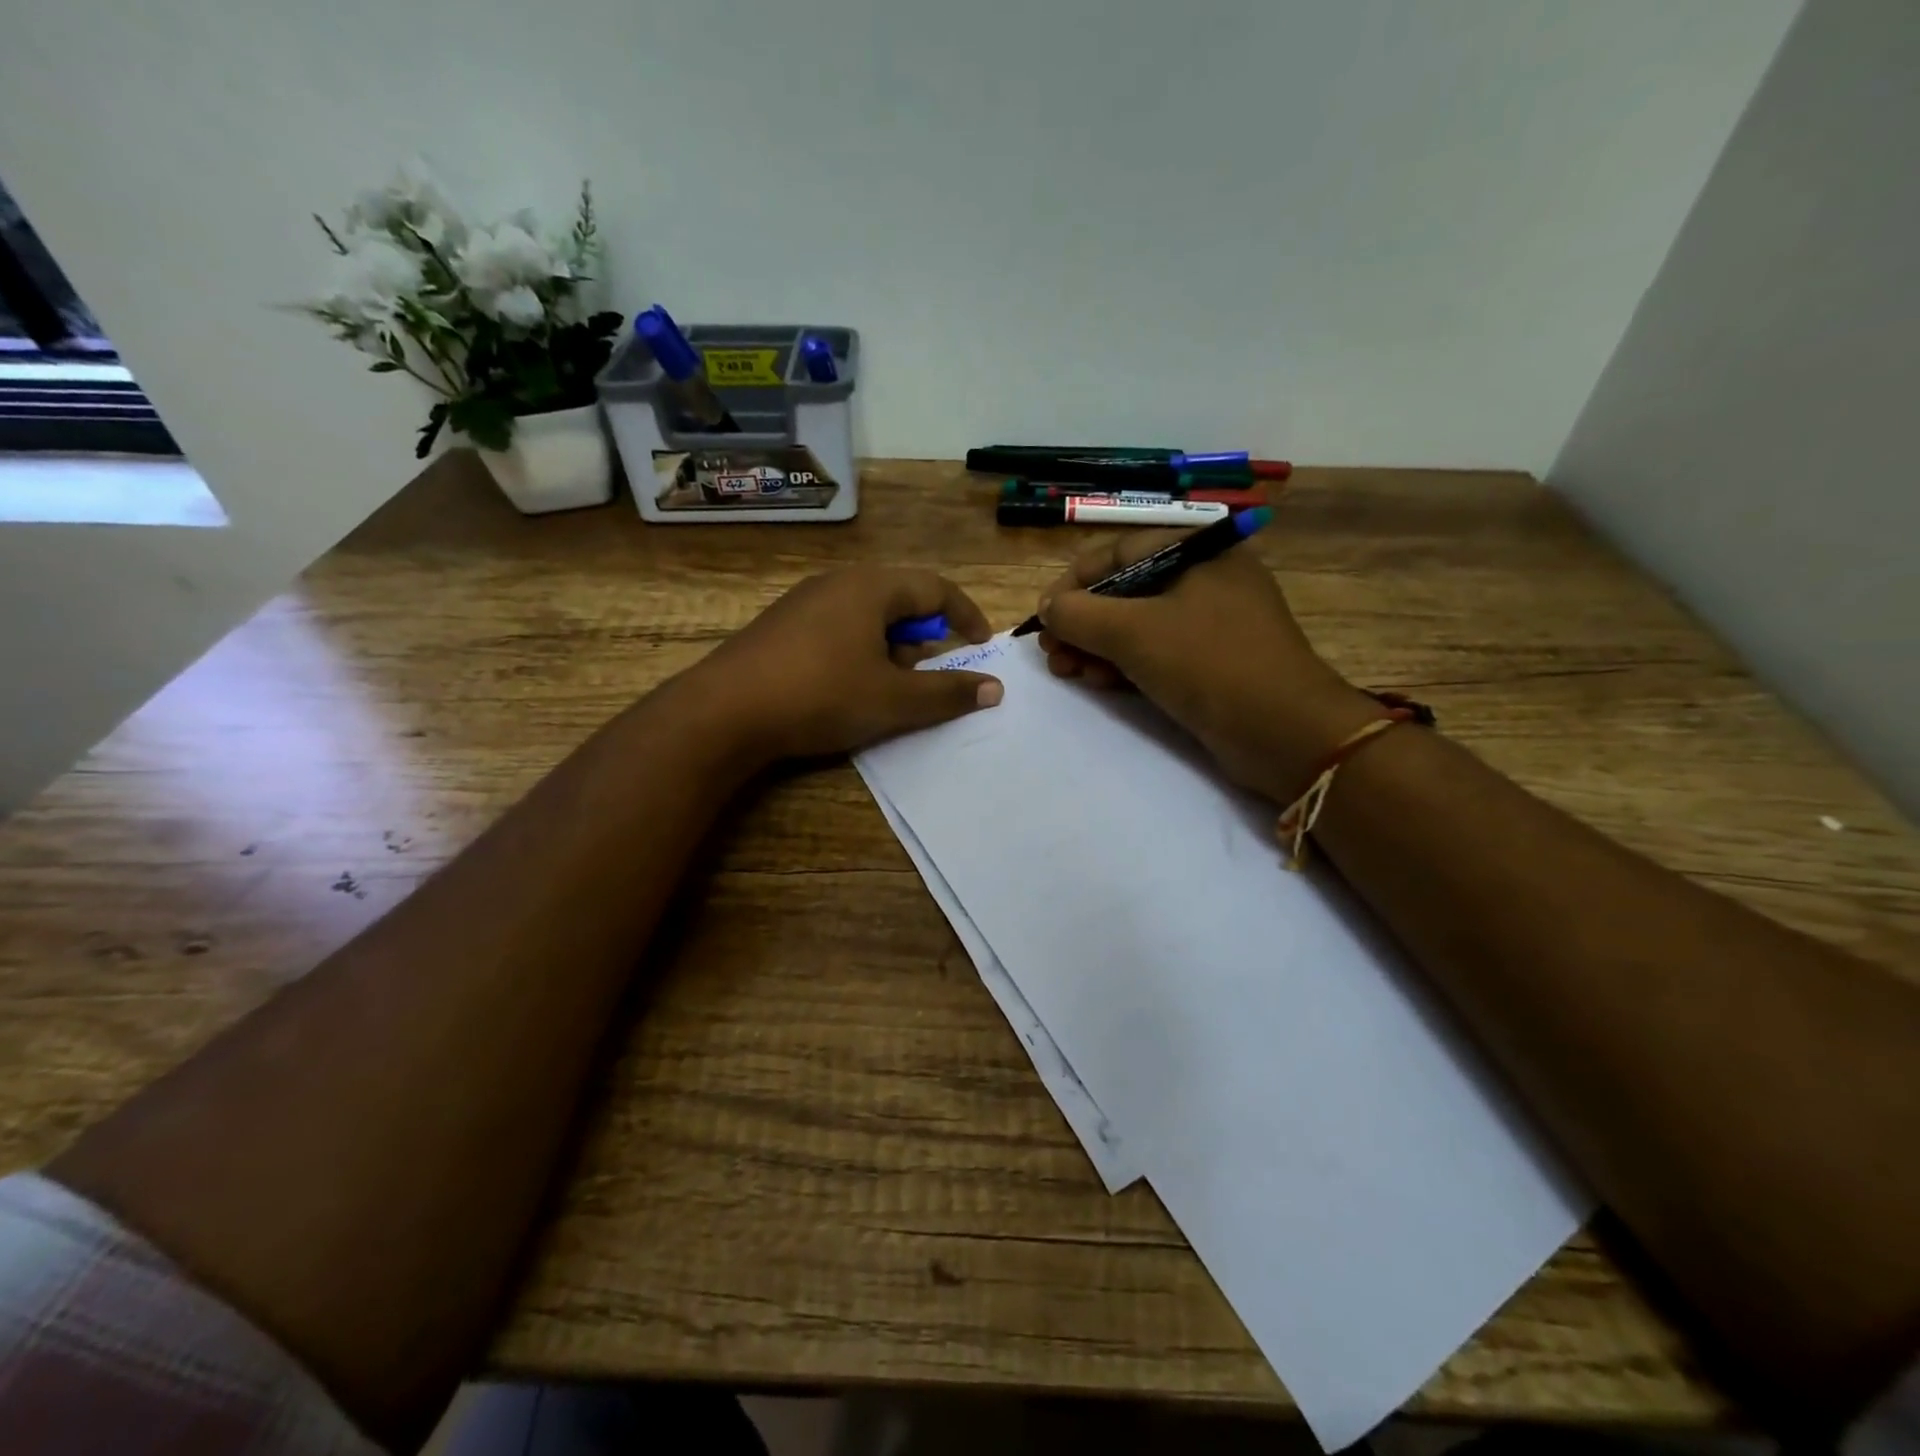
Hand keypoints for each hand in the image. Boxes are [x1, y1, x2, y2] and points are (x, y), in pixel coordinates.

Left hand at [689, 565, 1003, 761]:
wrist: (724, 711)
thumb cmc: (821, 695)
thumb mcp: (894, 700)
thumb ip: (948, 693)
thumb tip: (994, 688)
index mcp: (871, 587)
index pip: (936, 589)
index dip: (966, 617)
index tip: (981, 646)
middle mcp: (838, 582)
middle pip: (900, 601)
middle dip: (925, 639)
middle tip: (930, 676)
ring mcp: (803, 602)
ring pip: (867, 617)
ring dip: (891, 650)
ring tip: (888, 689)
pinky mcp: (780, 626)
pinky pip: (837, 629)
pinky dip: (859, 653)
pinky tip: (845, 689)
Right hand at [1037, 532, 1378, 803]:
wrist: (1283, 732)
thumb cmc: (1208, 664)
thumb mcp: (1133, 632)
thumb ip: (1079, 614)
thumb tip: (1048, 607)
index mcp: (1197, 552)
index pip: (1117, 553)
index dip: (1073, 583)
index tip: (1042, 617)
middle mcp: (1206, 579)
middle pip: (1125, 592)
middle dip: (1082, 623)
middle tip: (1051, 653)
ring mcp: (1211, 624)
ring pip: (1137, 627)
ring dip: (1096, 648)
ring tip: (1067, 672)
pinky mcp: (1211, 663)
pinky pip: (1157, 654)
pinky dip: (1124, 665)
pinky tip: (1098, 684)